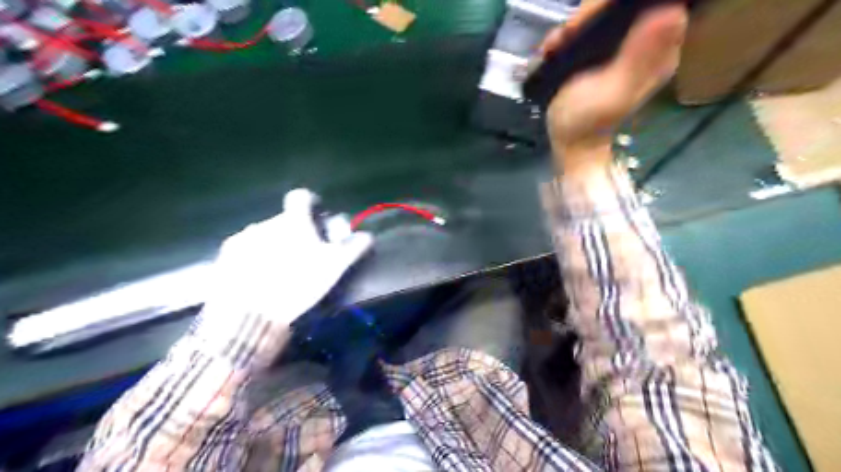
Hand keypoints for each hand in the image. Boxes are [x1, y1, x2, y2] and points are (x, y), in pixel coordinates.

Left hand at [201, 188, 372, 324]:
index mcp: (291, 221)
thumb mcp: (333, 268)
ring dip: (272, 245)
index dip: (310, 203)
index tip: (317, 219)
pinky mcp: (224, 258)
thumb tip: (368, 235)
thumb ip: (353, 248)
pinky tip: (257, 280)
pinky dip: (252, 259)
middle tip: (302, 255)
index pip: (301, 197)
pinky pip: (243, 251)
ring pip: (262, 236)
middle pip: (283, 220)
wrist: (248, 315)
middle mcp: (264, 222)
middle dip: (293, 232)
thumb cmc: (297, 284)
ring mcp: (241, 239)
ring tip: (278, 271)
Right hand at [543, 0, 685, 152]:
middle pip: (622, 7)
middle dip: (590, 14)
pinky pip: (590, 26)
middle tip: (566, 37)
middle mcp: (646, 42)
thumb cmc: (588, 122)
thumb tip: (671, 11)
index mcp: (659, 50)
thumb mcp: (613, 92)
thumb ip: (638, 57)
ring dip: (576, 24)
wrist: (570, 140)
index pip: (650, 3)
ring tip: (556, 46)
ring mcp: (623, 45)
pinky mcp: (602, 51)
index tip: (585, 22)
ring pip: (604, 13)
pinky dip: (570, 33)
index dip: (615, 5)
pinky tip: (556, 49)